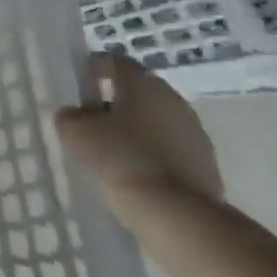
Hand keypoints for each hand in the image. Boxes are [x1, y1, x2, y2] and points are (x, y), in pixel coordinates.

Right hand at [55, 53, 223, 214]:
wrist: (177, 215)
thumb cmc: (121, 157)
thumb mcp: (76, 131)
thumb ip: (70, 115)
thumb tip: (76, 115)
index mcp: (143, 82)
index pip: (114, 61)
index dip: (92, 69)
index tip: (77, 87)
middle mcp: (173, 99)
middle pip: (137, 91)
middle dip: (113, 102)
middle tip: (89, 121)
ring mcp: (195, 133)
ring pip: (155, 121)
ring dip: (134, 130)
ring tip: (110, 152)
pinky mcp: (206, 165)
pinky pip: (169, 148)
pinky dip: (151, 154)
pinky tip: (133, 172)